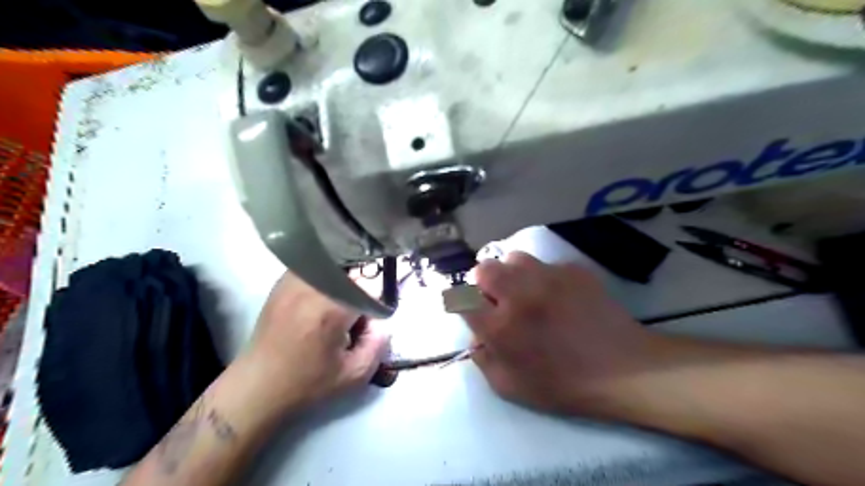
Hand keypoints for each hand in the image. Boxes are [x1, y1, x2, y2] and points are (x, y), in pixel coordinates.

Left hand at [244, 271, 390, 415]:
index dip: (375, 305)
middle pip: (353, 271)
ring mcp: (294, 281)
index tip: (369, 324)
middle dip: (360, 291)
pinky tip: (321, 300)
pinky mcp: (282, 283)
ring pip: (333, 265)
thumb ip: (378, 343)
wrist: (257, 387)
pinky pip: (314, 267)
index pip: (370, 287)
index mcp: (331, 308)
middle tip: (353, 318)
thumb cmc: (307, 384)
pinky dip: (325, 277)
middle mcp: (313, 286)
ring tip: (337, 308)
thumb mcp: (354, 374)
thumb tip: (381, 321)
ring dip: (343, 281)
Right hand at [466, 253, 655, 415]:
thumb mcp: (510, 387)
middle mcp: (520, 295)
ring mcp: (549, 278)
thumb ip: (483, 358)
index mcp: (501, 327)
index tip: (474, 309)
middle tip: (498, 298)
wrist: (625, 369)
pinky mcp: (573, 270)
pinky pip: (545, 264)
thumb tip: (476, 334)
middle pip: (483, 268)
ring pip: (513, 258)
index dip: (463, 302)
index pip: (462, 299)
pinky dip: (543, 276)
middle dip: (483, 282)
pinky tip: (558, 294)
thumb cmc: (565, 385)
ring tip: (526, 290)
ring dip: (512, 273)